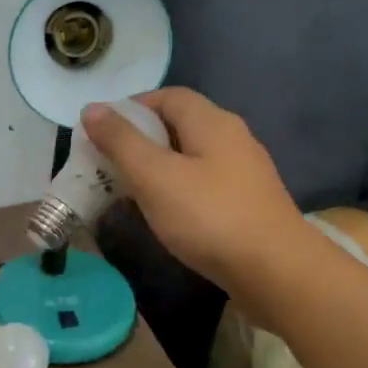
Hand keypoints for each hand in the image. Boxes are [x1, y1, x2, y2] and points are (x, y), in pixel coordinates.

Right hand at [80, 88, 305, 294]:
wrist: (275, 272)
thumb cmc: (210, 217)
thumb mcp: (155, 176)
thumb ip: (121, 141)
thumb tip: (92, 108)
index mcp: (212, 122)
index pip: (167, 96)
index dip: (131, 107)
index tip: (100, 132)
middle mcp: (232, 138)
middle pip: (179, 125)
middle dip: (140, 140)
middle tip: (107, 164)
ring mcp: (244, 172)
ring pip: (190, 157)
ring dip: (157, 168)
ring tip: (127, 191)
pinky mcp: (247, 203)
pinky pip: (203, 184)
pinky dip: (176, 190)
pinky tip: (163, 214)